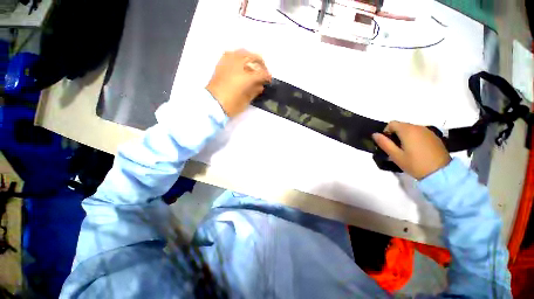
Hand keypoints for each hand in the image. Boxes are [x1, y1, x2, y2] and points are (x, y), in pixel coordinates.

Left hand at [206, 49, 271, 116]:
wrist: (212, 104)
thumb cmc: (231, 105)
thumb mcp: (246, 100)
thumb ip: (254, 91)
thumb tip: (260, 86)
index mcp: (246, 77)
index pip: (260, 73)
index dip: (267, 76)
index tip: (269, 79)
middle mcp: (238, 66)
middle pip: (253, 57)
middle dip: (261, 63)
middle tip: (263, 70)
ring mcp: (228, 63)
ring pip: (242, 52)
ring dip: (250, 57)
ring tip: (253, 64)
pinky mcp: (221, 64)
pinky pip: (231, 54)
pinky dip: (238, 56)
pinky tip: (240, 63)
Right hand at [372, 121, 450, 179]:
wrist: (441, 173)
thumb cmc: (415, 164)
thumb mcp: (395, 155)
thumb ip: (384, 143)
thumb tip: (375, 134)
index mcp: (408, 131)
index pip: (392, 123)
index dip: (386, 131)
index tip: (387, 143)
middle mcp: (418, 127)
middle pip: (401, 125)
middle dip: (395, 134)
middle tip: (395, 148)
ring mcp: (428, 131)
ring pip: (411, 129)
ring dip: (404, 136)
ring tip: (406, 149)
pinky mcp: (434, 136)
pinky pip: (419, 133)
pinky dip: (414, 137)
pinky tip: (417, 149)